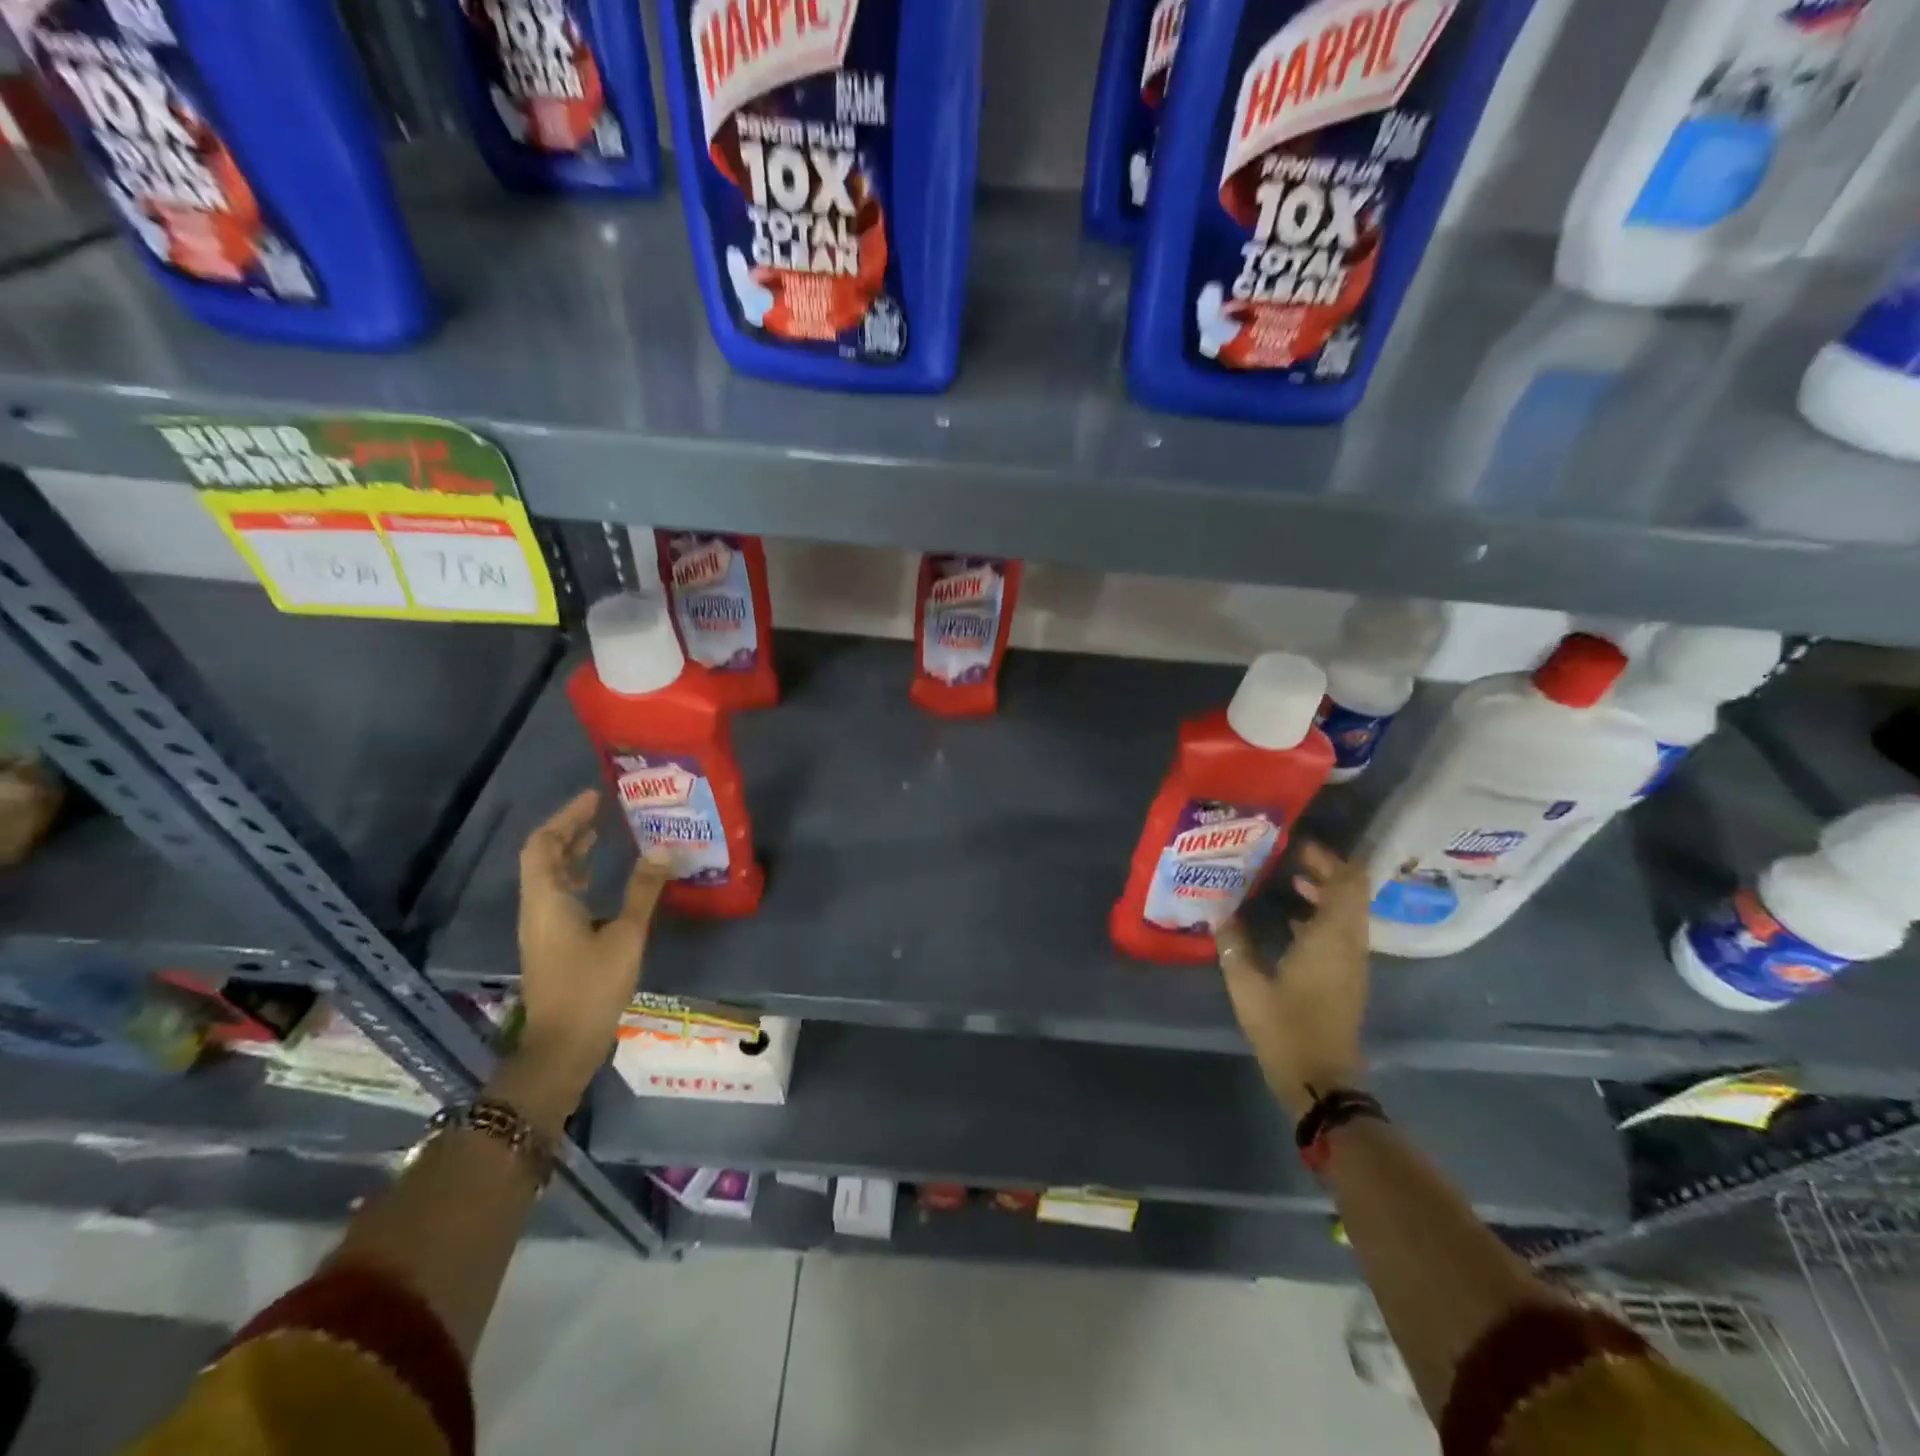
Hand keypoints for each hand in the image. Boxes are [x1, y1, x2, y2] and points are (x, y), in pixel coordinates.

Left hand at [509, 790, 670, 1116]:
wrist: (563, 1045)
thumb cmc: (591, 986)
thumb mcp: (626, 935)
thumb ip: (644, 890)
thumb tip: (664, 849)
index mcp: (547, 900)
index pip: (544, 844)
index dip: (567, 817)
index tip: (594, 798)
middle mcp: (537, 908)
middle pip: (544, 857)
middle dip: (570, 830)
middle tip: (602, 811)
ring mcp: (541, 927)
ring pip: (550, 877)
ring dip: (572, 853)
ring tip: (602, 836)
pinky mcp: (551, 943)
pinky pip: (558, 896)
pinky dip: (577, 878)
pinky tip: (601, 882)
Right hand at [1217, 841, 1370, 1120]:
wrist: (1322, 1083)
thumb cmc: (1286, 1029)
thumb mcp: (1248, 986)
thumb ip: (1234, 945)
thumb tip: (1221, 913)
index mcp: (1331, 938)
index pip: (1348, 882)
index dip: (1328, 858)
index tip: (1296, 846)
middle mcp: (1349, 944)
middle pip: (1350, 893)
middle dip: (1323, 870)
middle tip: (1285, 859)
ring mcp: (1352, 963)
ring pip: (1347, 913)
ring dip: (1323, 893)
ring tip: (1284, 883)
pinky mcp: (1346, 979)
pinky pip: (1341, 933)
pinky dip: (1321, 917)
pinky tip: (1288, 921)